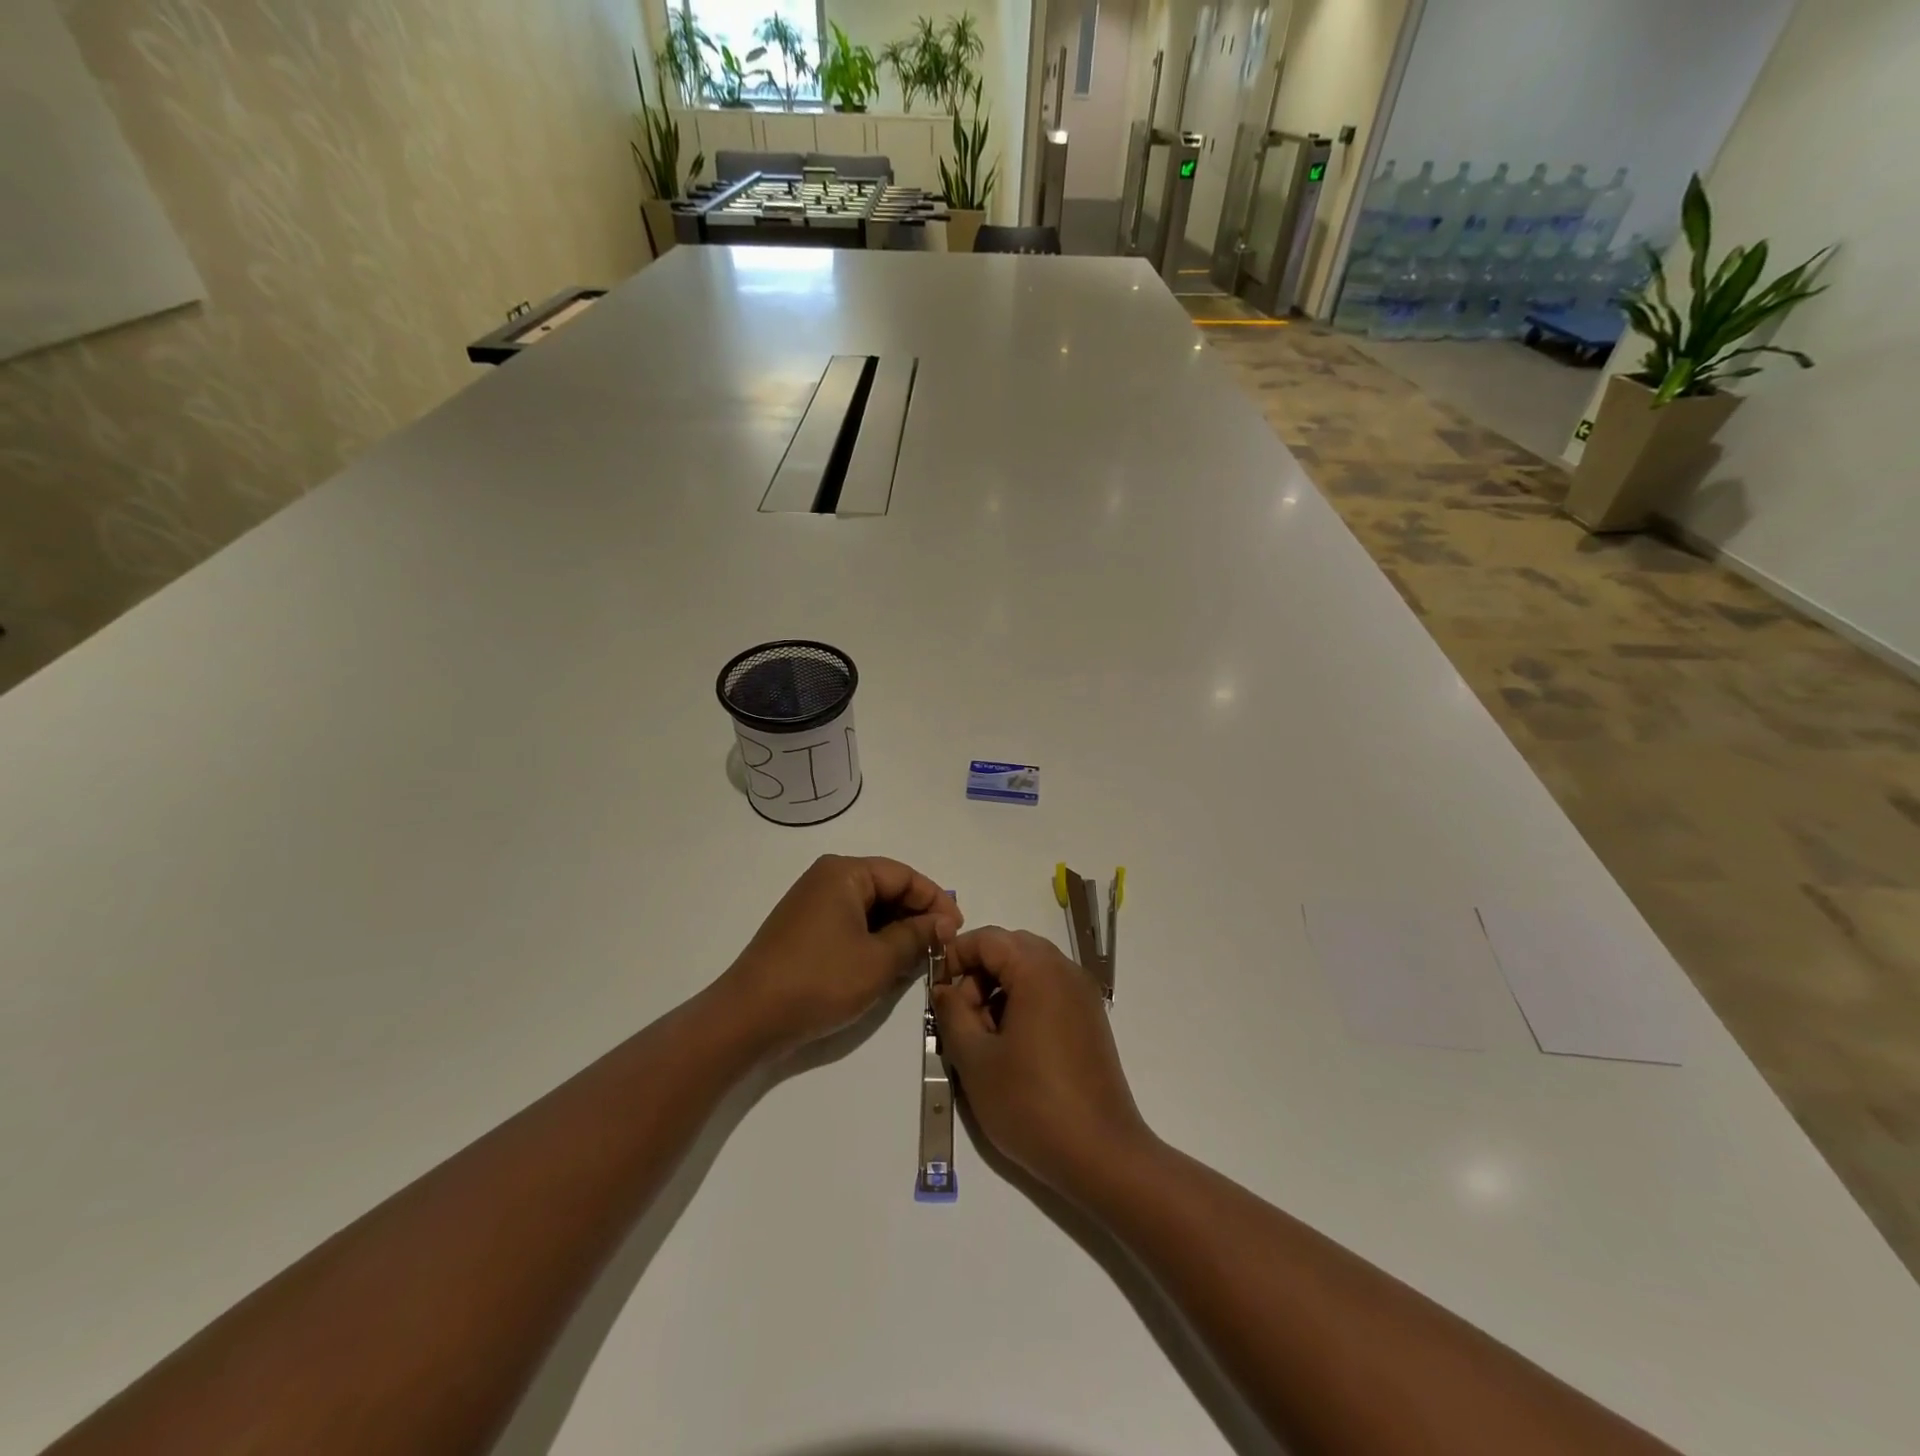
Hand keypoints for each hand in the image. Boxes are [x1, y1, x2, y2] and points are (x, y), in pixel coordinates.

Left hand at [723, 855, 962, 1059]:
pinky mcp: (804, 929)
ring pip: (869, 908)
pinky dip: (874, 939)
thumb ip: (917, 936)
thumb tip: (944, 923)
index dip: (935, 901)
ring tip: (922, 957)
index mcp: (844, 872)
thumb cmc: (820, 980)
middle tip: (944, 945)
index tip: (957, 930)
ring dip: (897, 930)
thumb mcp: (879, 960)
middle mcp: (827, 878)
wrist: (748, 1018)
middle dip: (917, 915)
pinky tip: (890, 963)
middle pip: (886, 887)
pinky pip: (850, 924)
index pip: (904, 875)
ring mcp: (812, 904)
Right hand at [933, 927, 1152, 1197]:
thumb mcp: (976, 1060)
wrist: (1101, 1154)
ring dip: (999, 988)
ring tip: (980, 1035)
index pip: (989, 939)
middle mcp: (1065, 971)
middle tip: (958, 1013)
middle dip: (978, 972)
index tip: (935, 988)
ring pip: (1031, 970)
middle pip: (1012, 949)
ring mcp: (1083, 995)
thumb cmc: (1031, 1103)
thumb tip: (944, 988)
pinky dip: (1023, 1002)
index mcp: (1039, 971)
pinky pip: (1049, 991)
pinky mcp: (1090, 1019)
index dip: (956, 955)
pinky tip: (1010, 1045)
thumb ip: (952, 1014)